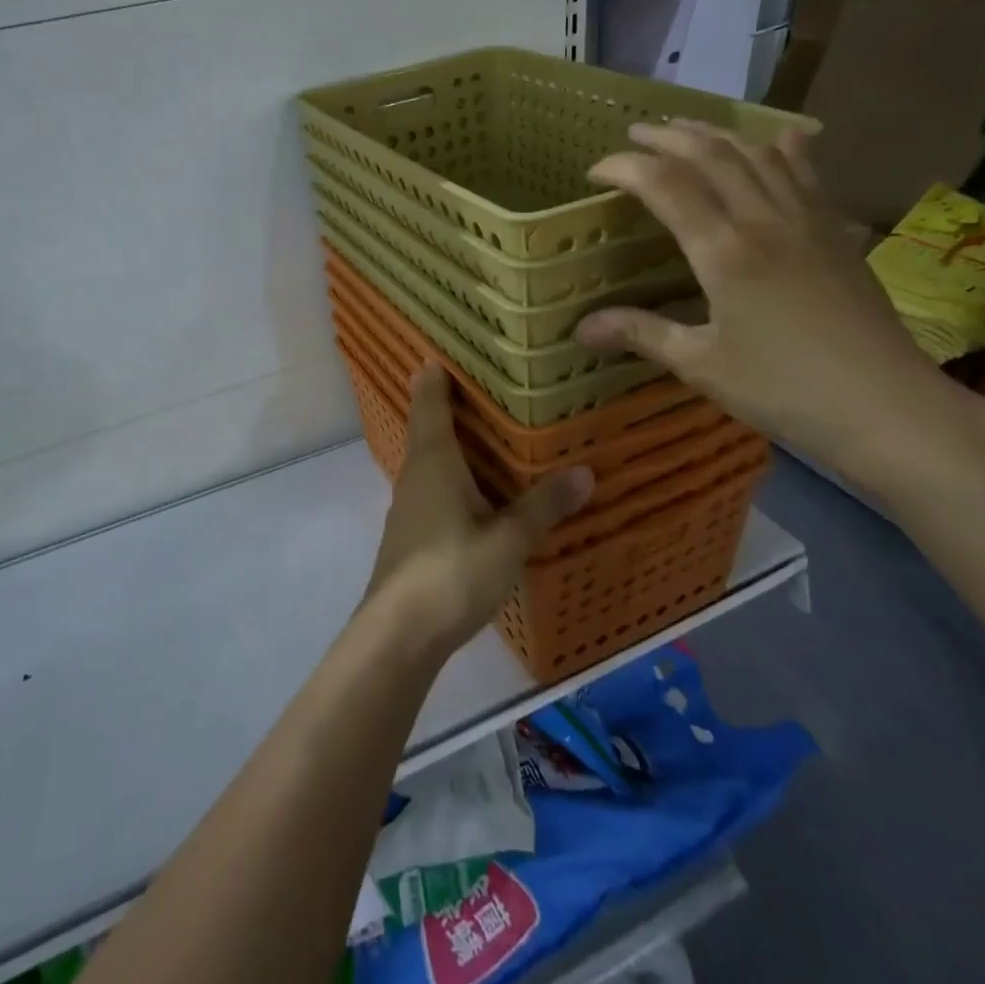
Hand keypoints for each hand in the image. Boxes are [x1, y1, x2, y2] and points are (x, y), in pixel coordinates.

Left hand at [366, 365, 593, 655]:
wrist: (400, 631)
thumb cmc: (452, 571)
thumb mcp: (508, 539)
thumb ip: (544, 506)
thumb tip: (585, 472)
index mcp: (434, 461)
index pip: (429, 404)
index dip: (433, 378)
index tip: (437, 352)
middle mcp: (416, 474)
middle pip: (426, 428)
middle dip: (443, 405)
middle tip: (473, 384)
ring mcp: (409, 506)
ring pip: (428, 460)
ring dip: (446, 442)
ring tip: (480, 432)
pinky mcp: (411, 534)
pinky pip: (431, 487)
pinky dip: (449, 475)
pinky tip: (470, 490)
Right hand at [575, 122, 957, 487]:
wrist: (888, 407)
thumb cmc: (784, 389)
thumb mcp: (701, 364)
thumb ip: (641, 333)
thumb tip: (580, 328)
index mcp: (724, 250)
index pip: (664, 184)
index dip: (624, 167)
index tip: (595, 172)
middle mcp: (764, 219)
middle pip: (710, 154)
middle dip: (666, 137)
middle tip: (634, 134)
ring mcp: (808, 220)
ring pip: (757, 153)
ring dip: (716, 133)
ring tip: (687, 130)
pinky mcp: (837, 231)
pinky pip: (806, 172)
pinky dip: (782, 148)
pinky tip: (778, 139)